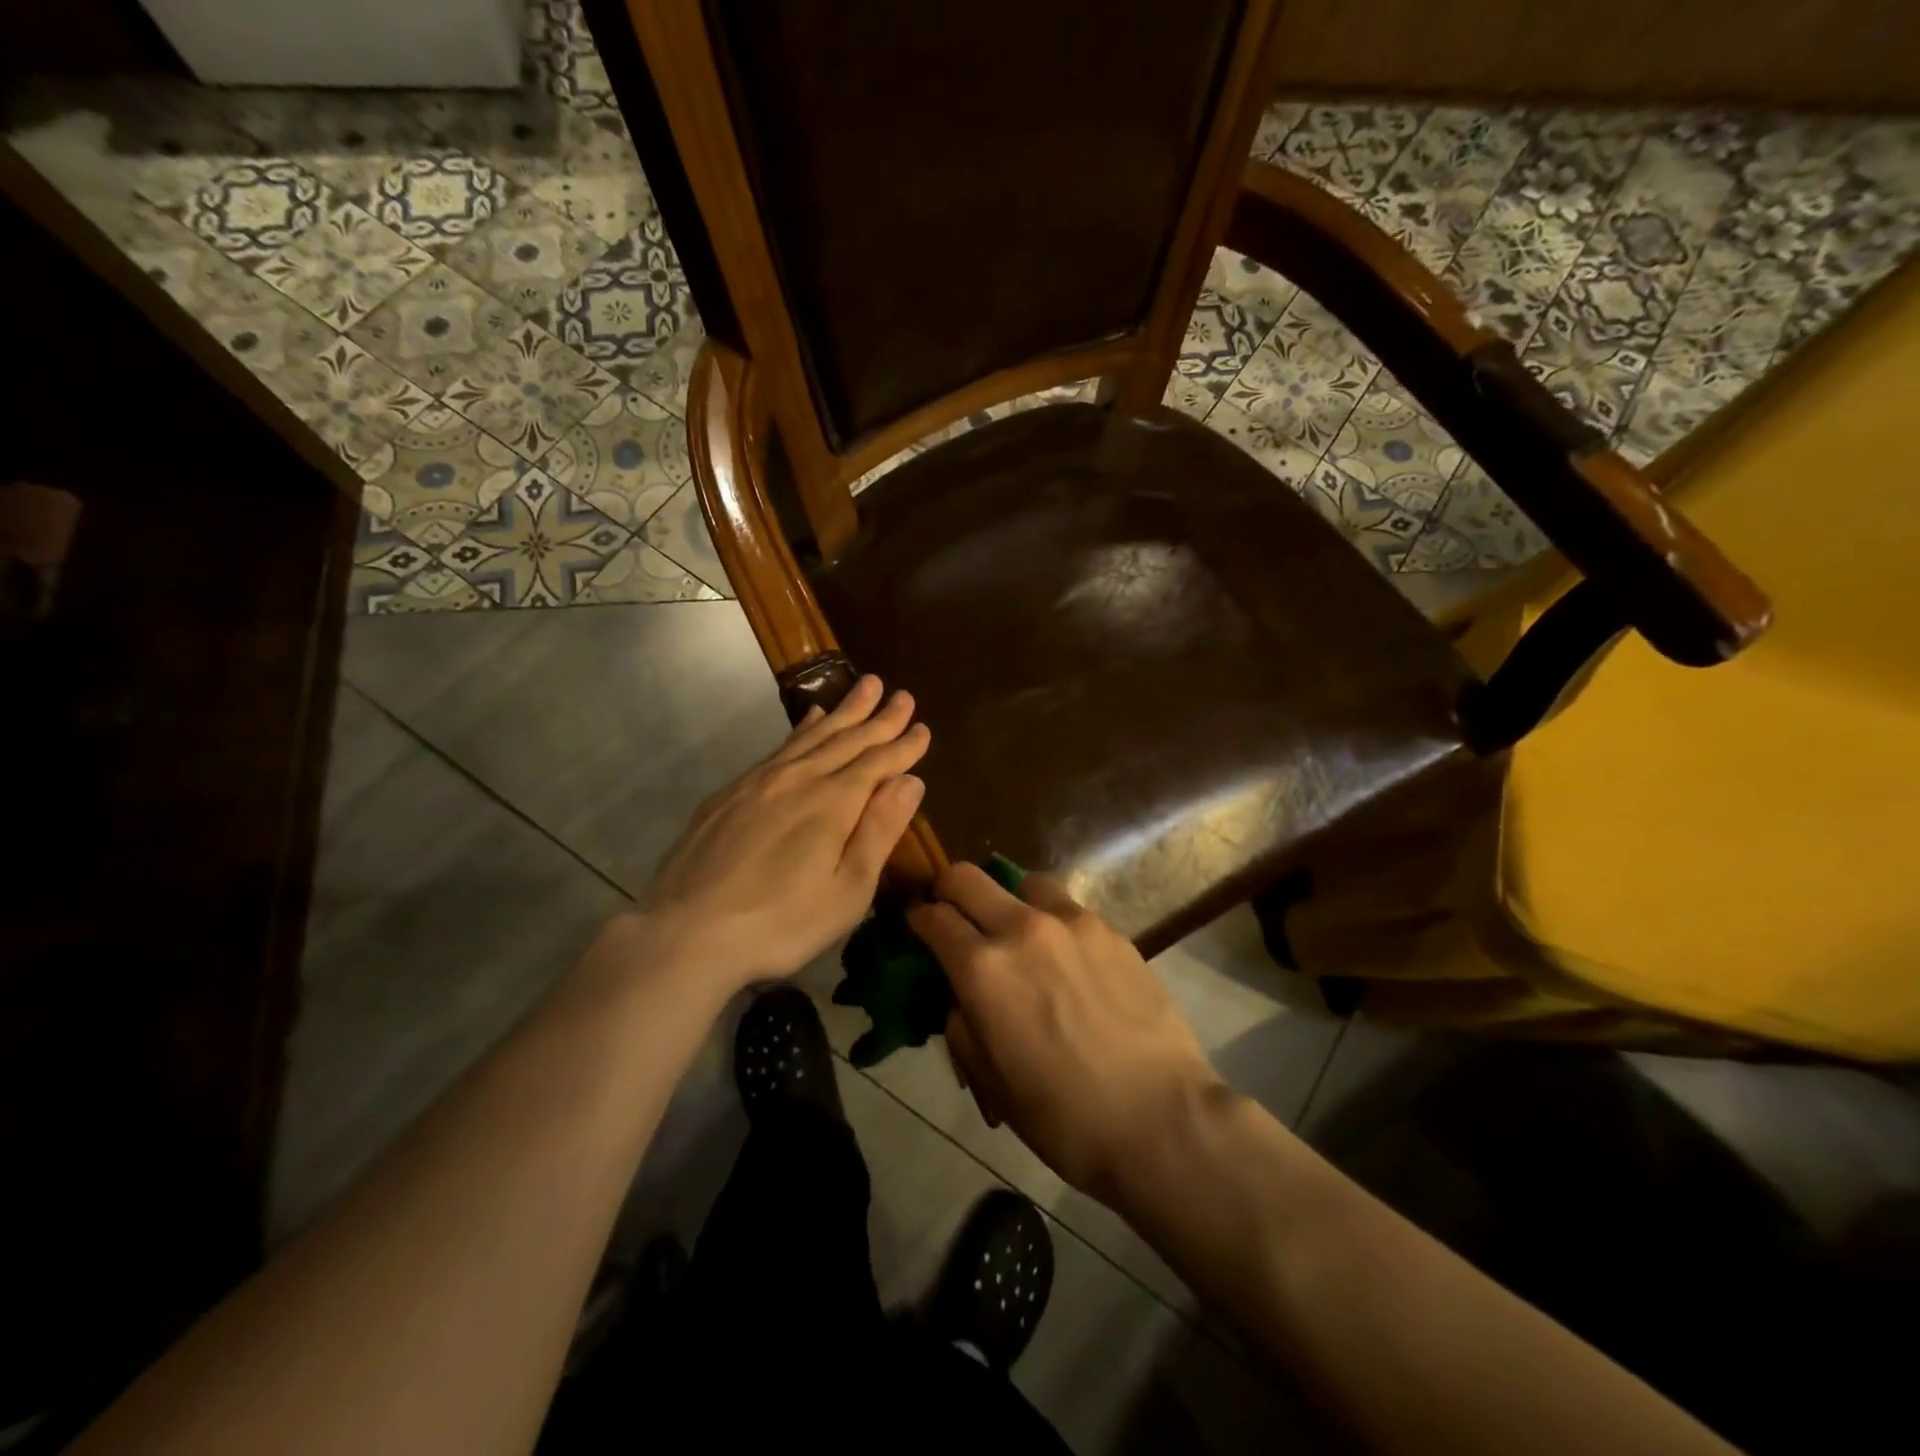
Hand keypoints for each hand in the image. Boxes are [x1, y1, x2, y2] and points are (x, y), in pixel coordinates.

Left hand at [638, 675, 928, 992]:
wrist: (687, 931)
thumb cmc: (780, 922)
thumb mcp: (847, 890)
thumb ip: (880, 831)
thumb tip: (910, 781)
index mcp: (833, 803)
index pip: (877, 763)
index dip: (903, 746)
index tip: (923, 727)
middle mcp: (800, 778)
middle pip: (847, 739)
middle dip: (879, 717)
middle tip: (902, 695)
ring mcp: (761, 780)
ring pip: (813, 735)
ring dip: (844, 711)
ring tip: (865, 686)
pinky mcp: (732, 791)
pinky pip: (780, 746)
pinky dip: (803, 728)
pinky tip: (810, 718)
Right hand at [908, 865, 1221, 1203]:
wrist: (1159, 1118)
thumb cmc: (1063, 1116)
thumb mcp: (991, 1079)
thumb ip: (962, 1021)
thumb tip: (962, 994)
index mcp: (982, 969)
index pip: (932, 917)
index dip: (917, 918)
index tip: (918, 926)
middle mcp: (1021, 929)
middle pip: (967, 877)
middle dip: (948, 890)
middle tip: (953, 915)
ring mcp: (1071, 923)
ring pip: (1022, 882)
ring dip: (1007, 900)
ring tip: (1018, 934)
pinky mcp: (1109, 929)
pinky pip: (1066, 907)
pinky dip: (1051, 921)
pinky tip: (1066, 958)